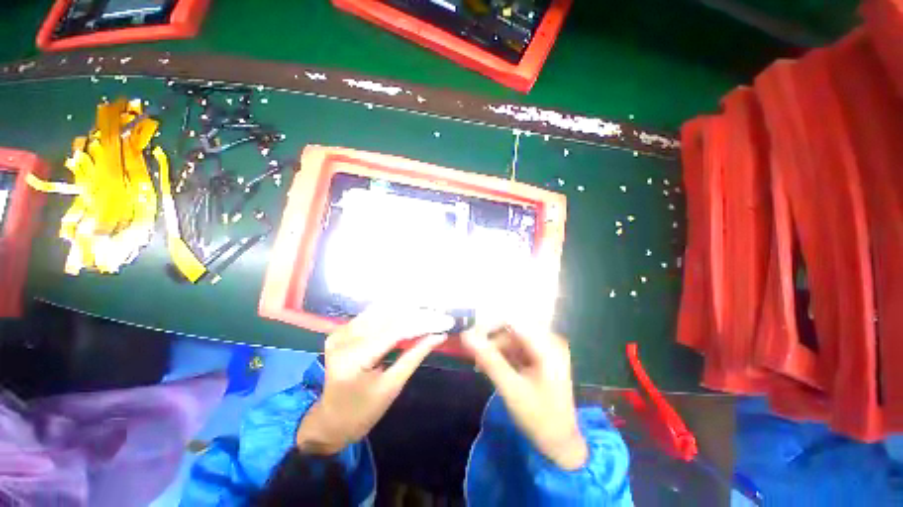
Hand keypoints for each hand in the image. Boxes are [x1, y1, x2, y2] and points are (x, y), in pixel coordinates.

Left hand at [296, 307, 453, 454]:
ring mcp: (340, 332)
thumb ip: (415, 356)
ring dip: (407, 309)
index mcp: (354, 358)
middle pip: (388, 317)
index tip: (445, 321)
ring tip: (429, 310)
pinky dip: (393, 312)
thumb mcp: (392, 386)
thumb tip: (439, 336)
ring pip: (381, 311)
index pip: (395, 331)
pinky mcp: (341, 330)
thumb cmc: (363, 412)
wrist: (330, 420)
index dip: (423, 323)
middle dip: (418, 314)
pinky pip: (372, 315)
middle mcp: (344, 339)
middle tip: (440, 314)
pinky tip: (410, 311)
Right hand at [462, 321, 587, 469]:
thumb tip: (465, 335)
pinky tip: (491, 366)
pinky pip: (515, 346)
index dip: (489, 324)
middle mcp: (548, 340)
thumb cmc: (539, 418)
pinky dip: (502, 354)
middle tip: (473, 355)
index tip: (469, 336)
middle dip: (491, 339)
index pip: (513, 321)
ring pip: (511, 337)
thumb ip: (489, 359)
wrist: (560, 443)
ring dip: (494, 348)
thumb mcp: (511, 388)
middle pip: (511, 328)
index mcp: (547, 345)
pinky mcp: (539, 355)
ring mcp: (545, 347)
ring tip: (480, 365)